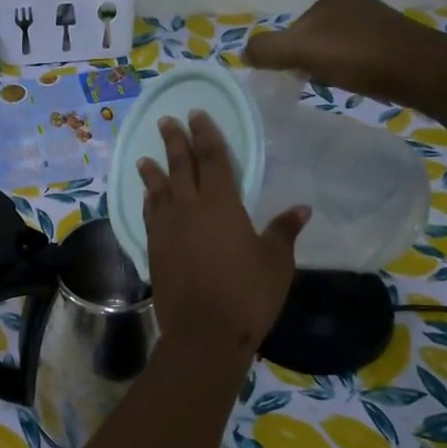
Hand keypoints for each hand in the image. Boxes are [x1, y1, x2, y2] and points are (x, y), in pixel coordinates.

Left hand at [139, 111, 306, 356]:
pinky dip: (148, 201)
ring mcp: (167, 229)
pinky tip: (147, 198)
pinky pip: (149, 215)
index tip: (196, 114)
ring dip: (153, 171)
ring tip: (146, 157)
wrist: (204, 332)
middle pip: (180, 166)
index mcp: (221, 204)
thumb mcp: (275, 262)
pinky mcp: (154, 249)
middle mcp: (189, 208)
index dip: (205, 134)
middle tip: (167, 121)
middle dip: (175, 142)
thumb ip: (282, 232)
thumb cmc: (247, 294)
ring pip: (158, 190)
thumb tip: (300, 209)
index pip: (212, 158)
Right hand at [244, 0, 446, 102]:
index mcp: (329, 0)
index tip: (295, 78)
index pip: (292, 31)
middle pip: (313, 40)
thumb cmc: (357, 57)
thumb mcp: (300, 50)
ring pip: (336, 49)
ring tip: (339, 85)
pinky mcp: (394, 41)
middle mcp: (352, 3)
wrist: (419, 69)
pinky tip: (359, 82)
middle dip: (309, 62)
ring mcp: (376, 21)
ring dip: (331, 68)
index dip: (287, 57)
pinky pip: (359, 56)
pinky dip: (353, 70)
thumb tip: (244, 52)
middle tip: (316, 84)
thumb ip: (267, 49)